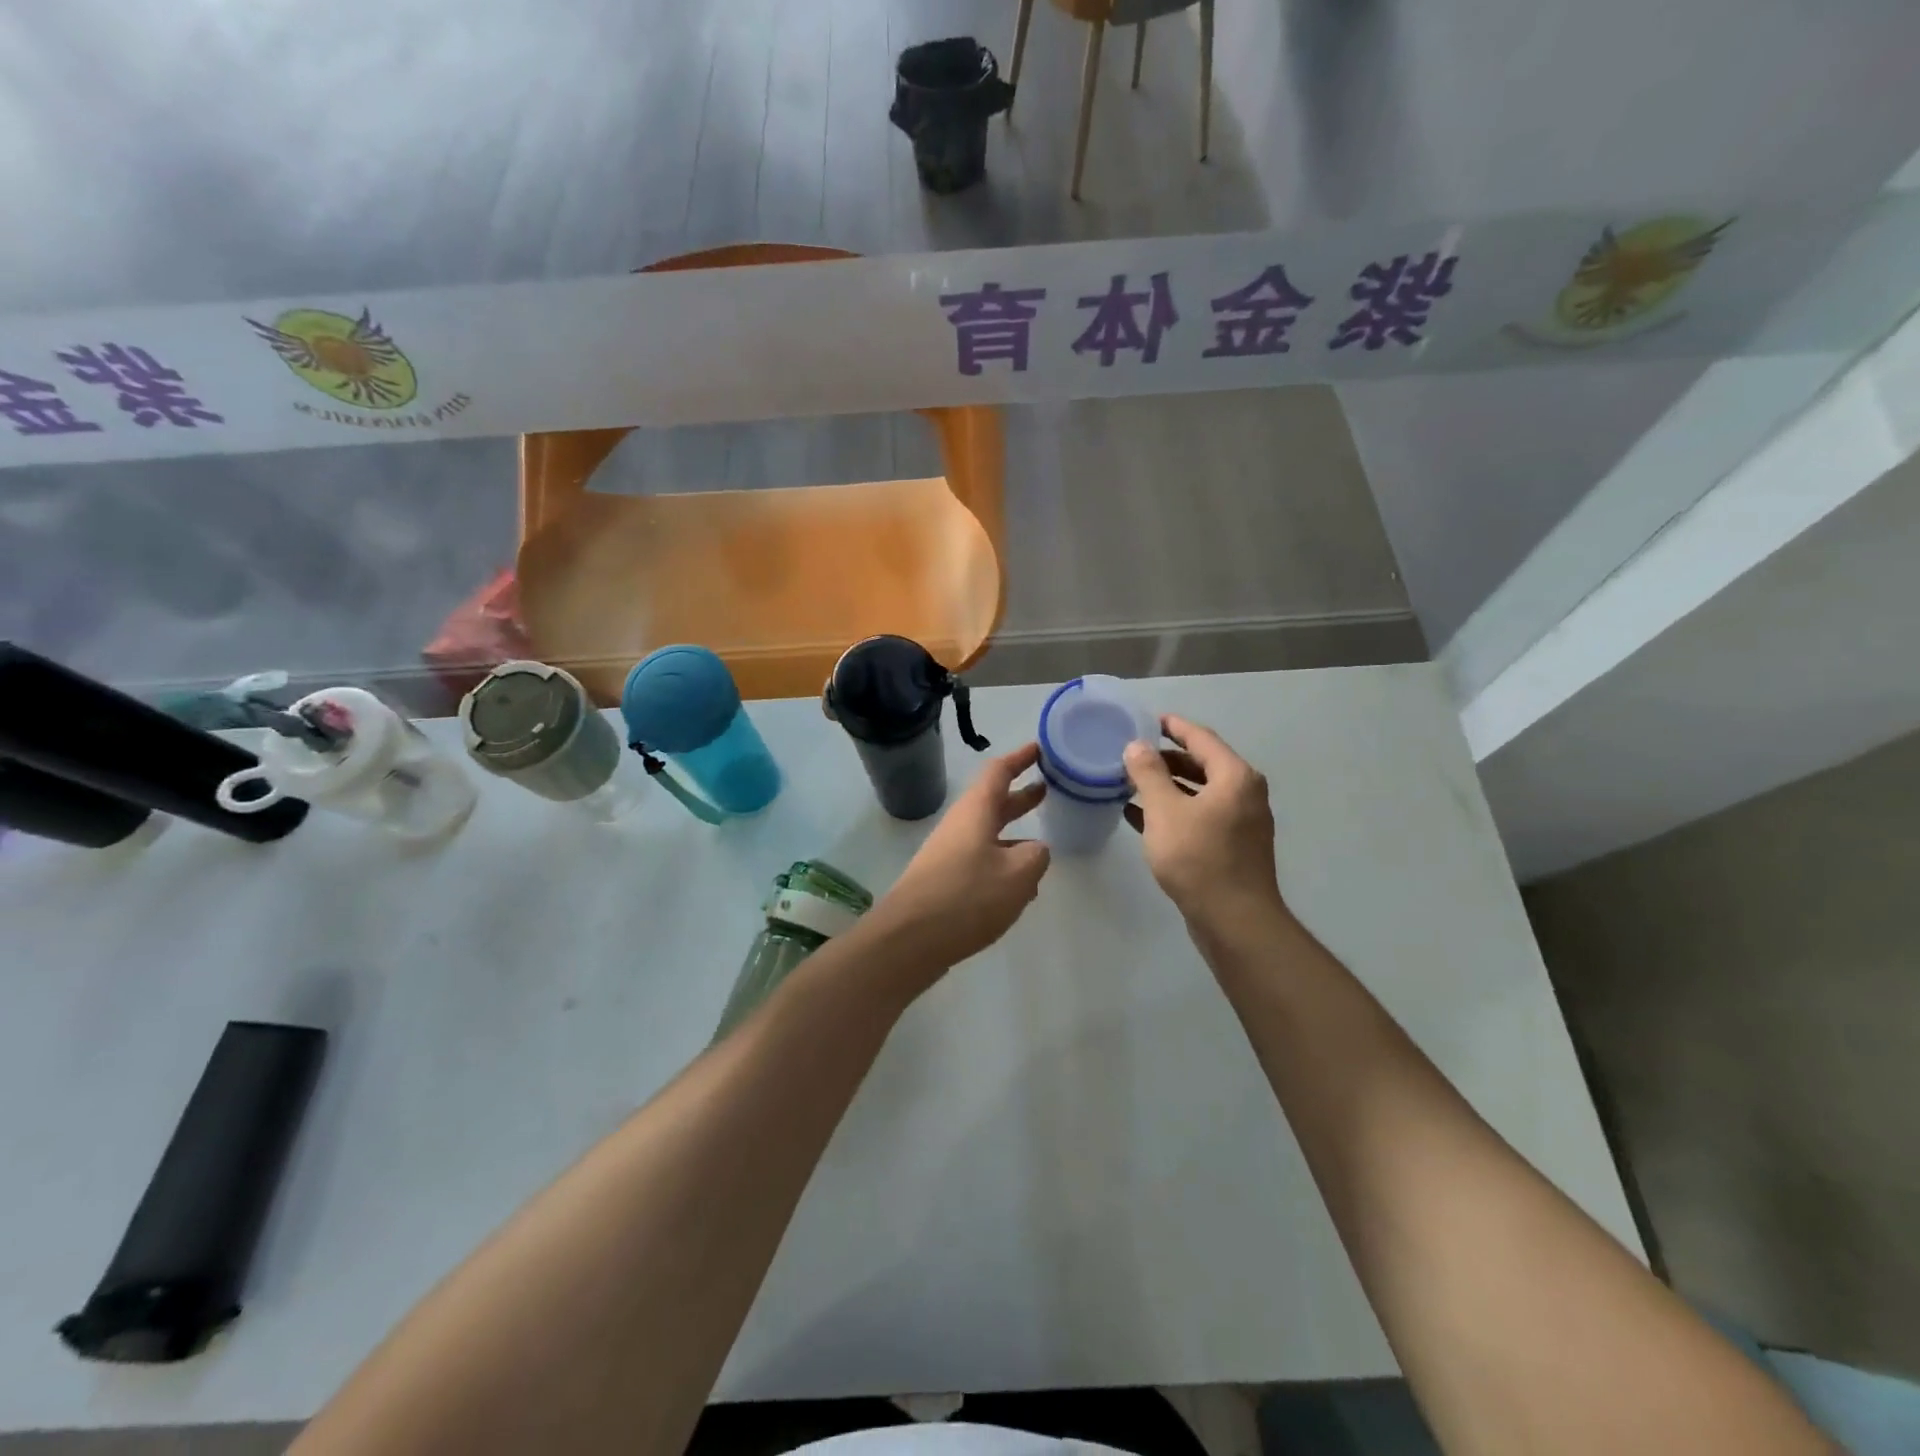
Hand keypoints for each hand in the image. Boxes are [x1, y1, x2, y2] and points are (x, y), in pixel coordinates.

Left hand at [867, 742, 1051, 979]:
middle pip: (993, 802)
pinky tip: (1020, 889)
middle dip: (1021, 797)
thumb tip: (1034, 850)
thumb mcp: (1017, 874)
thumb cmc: (966, 896)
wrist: (909, 939)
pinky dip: (1003, 866)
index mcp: (975, 811)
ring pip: (988, 836)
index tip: (1040, 748)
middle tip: (1048, 789)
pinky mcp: (945, 882)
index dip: (1020, 758)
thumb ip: (1036, 856)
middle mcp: (960, 826)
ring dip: (1014, 835)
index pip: (999, 771)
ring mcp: (950, 854)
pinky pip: (981, 863)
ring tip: (1044, 846)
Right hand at [1124, 716, 1286, 930]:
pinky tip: (1140, 817)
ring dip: (1167, 786)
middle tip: (1132, 755)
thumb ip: (1148, 774)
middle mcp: (1244, 794)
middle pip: (1202, 763)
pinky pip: (1199, 816)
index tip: (1146, 720)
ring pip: (1198, 792)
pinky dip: (1173, 811)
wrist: (1234, 920)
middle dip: (1166, 758)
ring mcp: (1240, 822)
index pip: (1201, 738)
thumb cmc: (1198, 858)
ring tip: (1131, 784)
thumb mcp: (1165, 811)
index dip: (1173, 726)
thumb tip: (1136, 745)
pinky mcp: (1232, 847)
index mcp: (1234, 777)